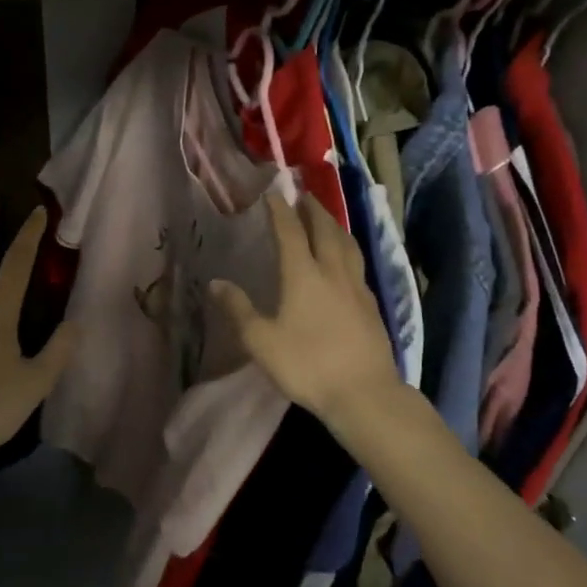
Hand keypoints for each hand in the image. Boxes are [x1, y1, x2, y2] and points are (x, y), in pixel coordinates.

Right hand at [210, 192, 404, 432]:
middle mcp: (332, 272)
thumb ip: (238, 310)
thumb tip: (215, 283)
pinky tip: (346, 261)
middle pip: (325, 230)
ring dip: (335, 225)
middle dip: (313, 209)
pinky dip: (348, 250)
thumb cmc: (306, 365)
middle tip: (303, 196)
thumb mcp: (261, 341)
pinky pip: (357, 264)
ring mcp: (356, 287)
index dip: (280, 210)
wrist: (363, 392)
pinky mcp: (371, 305)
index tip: (273, 193)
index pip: (290, 232)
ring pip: (347, 244)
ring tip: (326, 219)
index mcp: (303, 275)